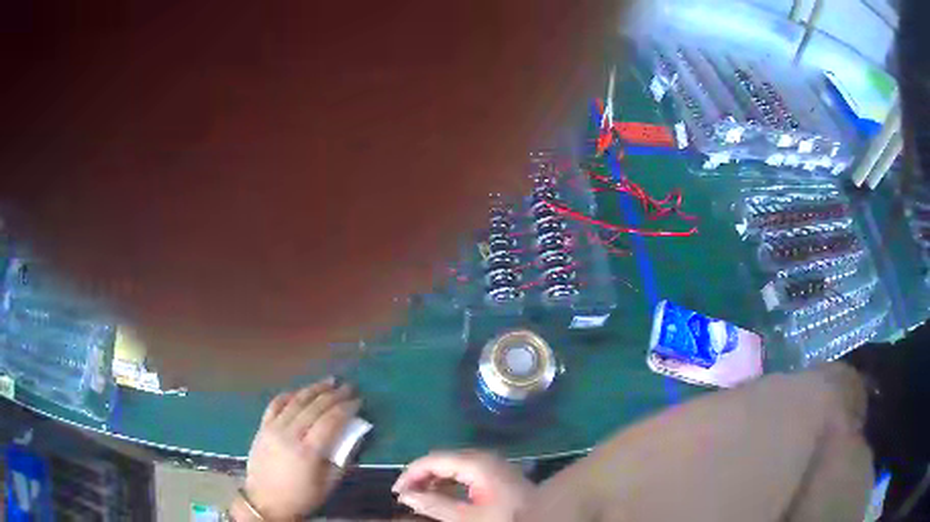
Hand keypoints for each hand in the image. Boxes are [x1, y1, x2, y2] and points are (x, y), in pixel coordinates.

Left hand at [239, 378, 360, 519]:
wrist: (265, 501)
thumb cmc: (301, 497)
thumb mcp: (328, 484)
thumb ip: (343, 459)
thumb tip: (356, 436)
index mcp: (308, 451)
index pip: (331, 420)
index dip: (346, 408)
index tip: (358, 400)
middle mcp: (289, 434)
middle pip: (314, 407)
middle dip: (334, 394)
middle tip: (348, 386)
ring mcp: (273, 428)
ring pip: (295, 401)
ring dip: (314, 389)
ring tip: (329, 381)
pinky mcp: (262, 427)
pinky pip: (275, 404)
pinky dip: (289, 395)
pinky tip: (300, 392)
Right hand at [392, 450, 534, 521]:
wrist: (545, 518)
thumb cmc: (505, 518)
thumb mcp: (467, 517)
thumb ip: (434, 505)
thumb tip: (405, 495)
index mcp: (475, 463)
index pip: (432, 460)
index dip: (410, 474)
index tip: (397, 493)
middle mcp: (482, 457)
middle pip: (442, 460)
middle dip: (421, 476)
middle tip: (406, 496)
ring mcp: (491, 464)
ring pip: (452, 466)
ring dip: (434, 480)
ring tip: (420, 498)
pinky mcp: (496, 473)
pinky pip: (465, 472)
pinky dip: (449, 482)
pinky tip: (442, 496)